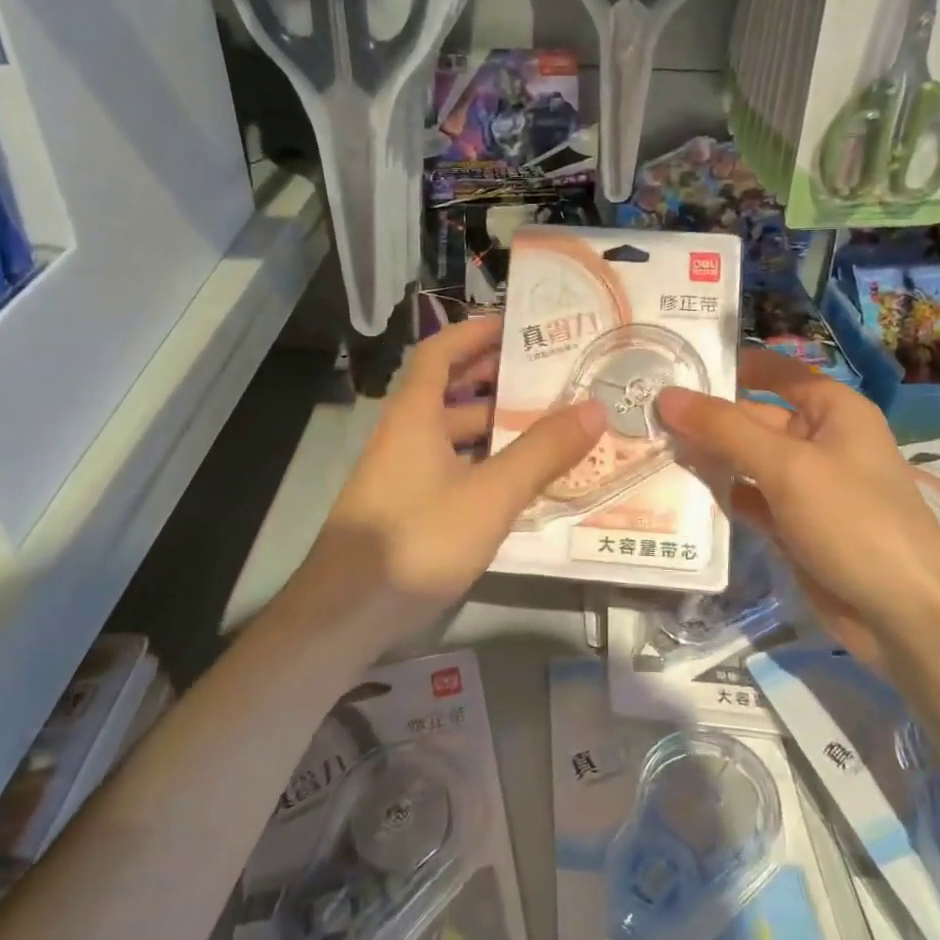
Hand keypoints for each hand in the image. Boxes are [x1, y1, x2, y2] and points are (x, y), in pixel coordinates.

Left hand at [307, 315, 604, 641]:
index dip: (473, 333)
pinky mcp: (408, 511)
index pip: (439, 353)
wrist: (345, 615)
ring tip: (549, 426)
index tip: (514, 324)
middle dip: (494, 379)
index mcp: (414, 416)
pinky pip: (454, 471)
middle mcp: (405, 437)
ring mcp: (403, 476)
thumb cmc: (417, 539)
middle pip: (449, 392)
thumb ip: (543, 452)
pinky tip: (520, 483)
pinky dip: (485, 466)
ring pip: (454, 437)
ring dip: (495, 427)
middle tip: (548, 375)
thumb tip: (595, 407)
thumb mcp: (490, 494)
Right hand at [657, 349, 939, 665]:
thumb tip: (667, 395)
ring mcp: (807, 485)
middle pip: (753, 417)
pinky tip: (678, 493)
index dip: (727, 365)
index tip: (672, 364)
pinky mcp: (794, 524)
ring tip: (648, 449)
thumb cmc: (853, 521)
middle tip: (643, 415)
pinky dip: (721, 495)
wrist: (903, 615)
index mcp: (833, 410)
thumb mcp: (787, 467)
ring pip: (747, 460)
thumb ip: (724, 429)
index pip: (773, 371)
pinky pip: (750, 498)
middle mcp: (820, 440)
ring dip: (707, 457)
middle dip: (706, 418)